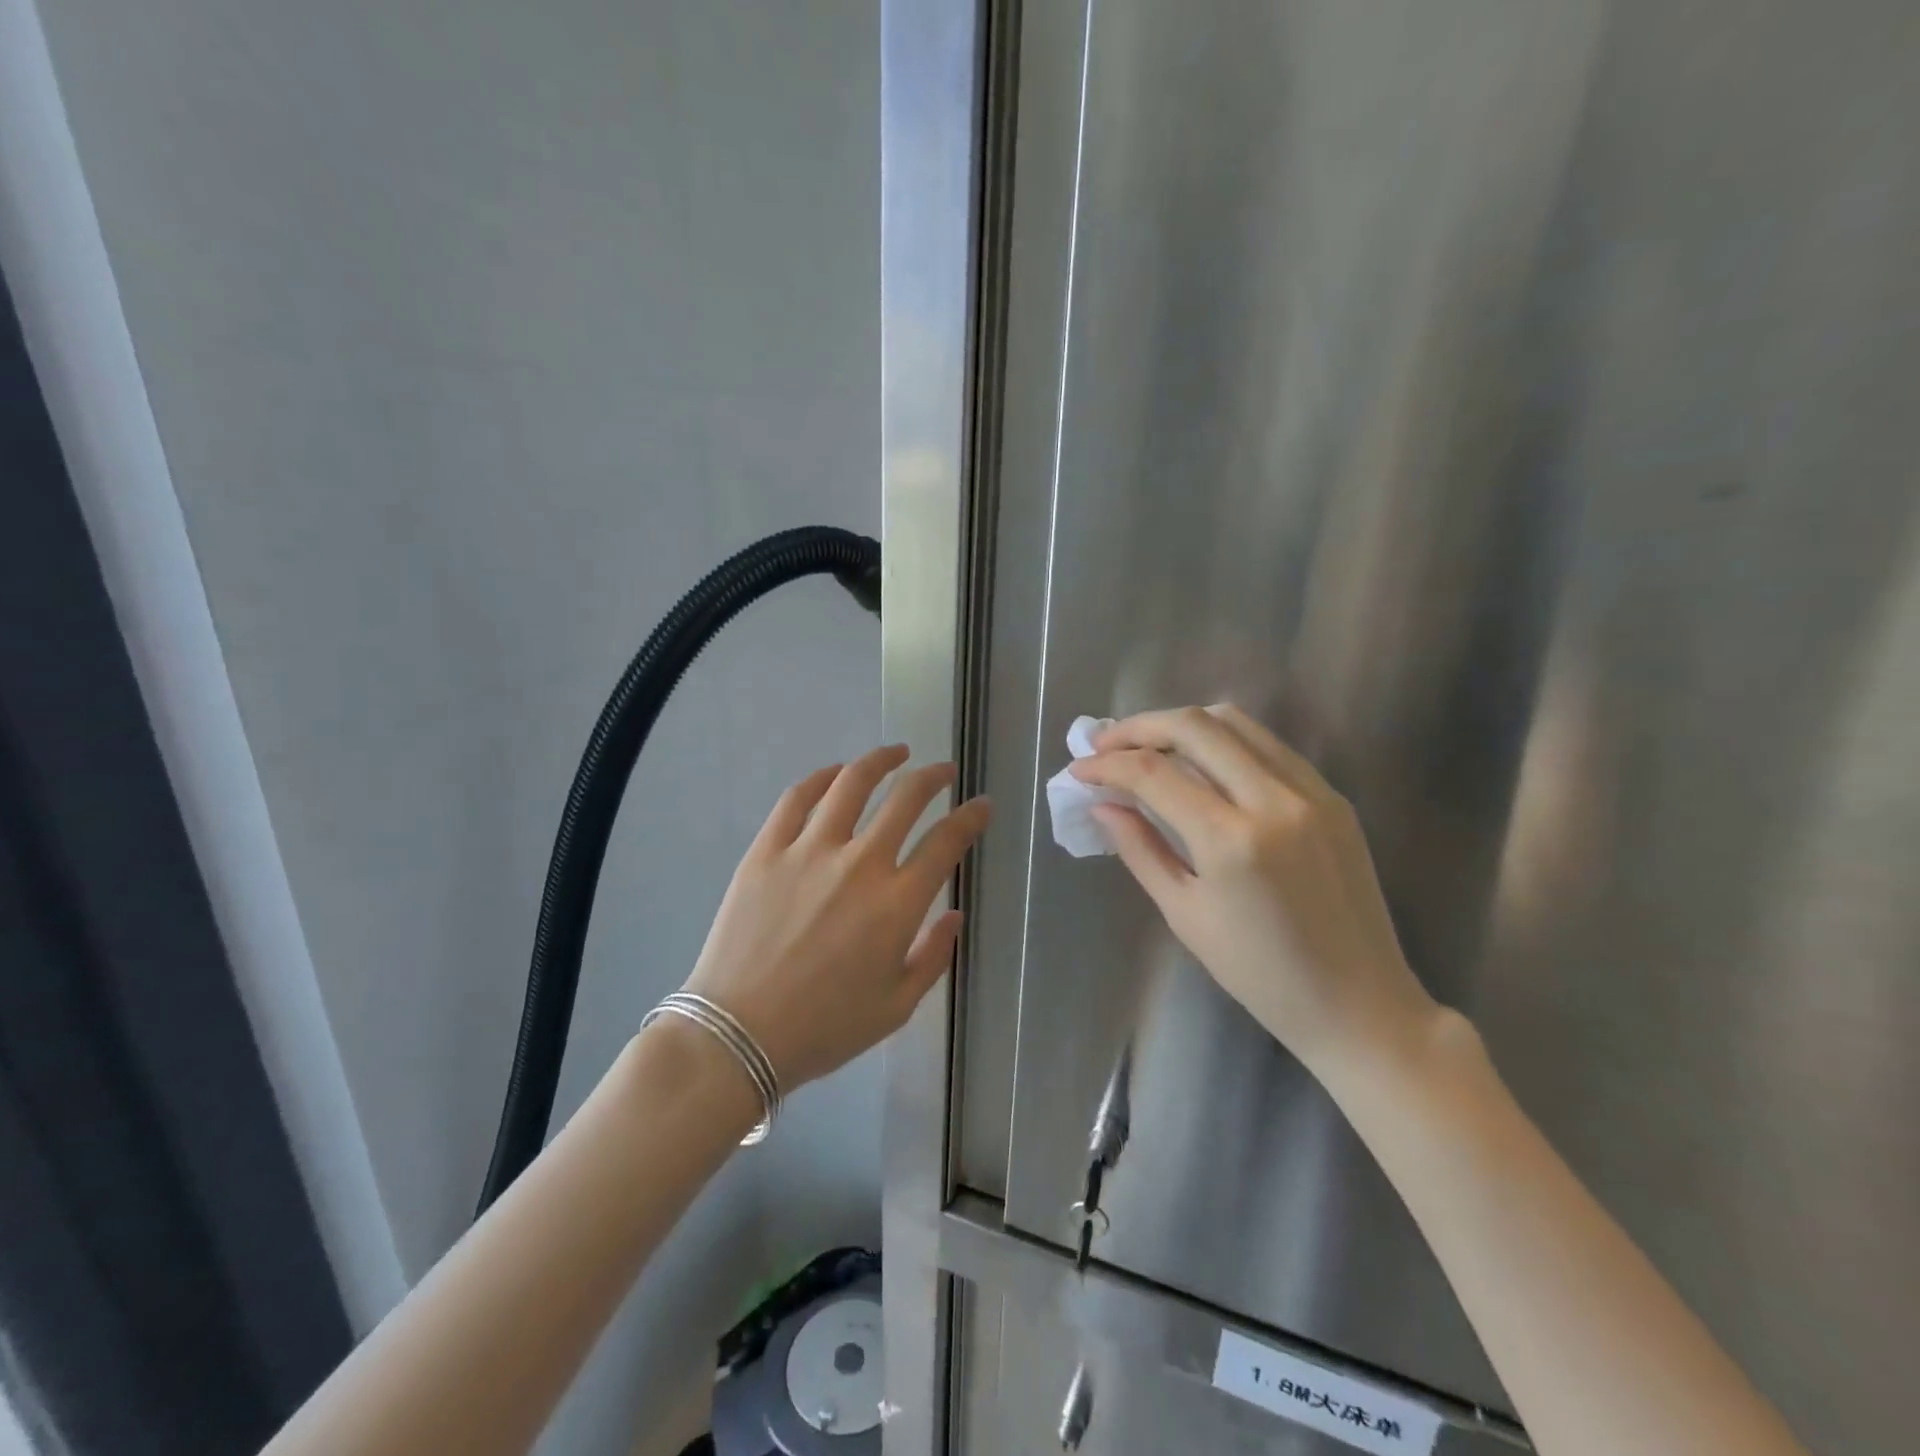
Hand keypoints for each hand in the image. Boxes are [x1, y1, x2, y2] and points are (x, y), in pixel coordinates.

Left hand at [679, 745, 990, 1088]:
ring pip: (852, 784)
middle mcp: (859, 864)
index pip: (946, 842)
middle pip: (905, 799)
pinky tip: (835, 773)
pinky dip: (821, 778)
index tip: (982, 805)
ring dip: (881, 760)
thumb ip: (933, 956)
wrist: (737, 1036)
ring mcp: (809, 851)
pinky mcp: (767, 850)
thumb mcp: (895, 1007)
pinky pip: (797, 799)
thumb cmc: (823, 1028)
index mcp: (896, 904)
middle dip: (933, 777)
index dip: (970, 817)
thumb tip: (953, 916)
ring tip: (896, 752)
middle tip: (943, 771)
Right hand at [1070, 706, 1438, 1077]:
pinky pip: (1268, 745)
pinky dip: (1223, 740)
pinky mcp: (1332, 796)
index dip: (1107, 764)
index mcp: (1232, 841)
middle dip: (1138, 727)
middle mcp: (1274, 800)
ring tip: (1146, 745)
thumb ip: (1140, 849)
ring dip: (1181, 724)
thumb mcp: (1185, 914)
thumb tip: (1101, 804)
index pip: (1154, 773)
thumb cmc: (1259, 973)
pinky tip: (1200, 762)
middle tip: (1105, 745)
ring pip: (1235, 722)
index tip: (1078, 769)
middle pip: (1194, 727)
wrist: (1358, 1002)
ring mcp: (1311, 792)